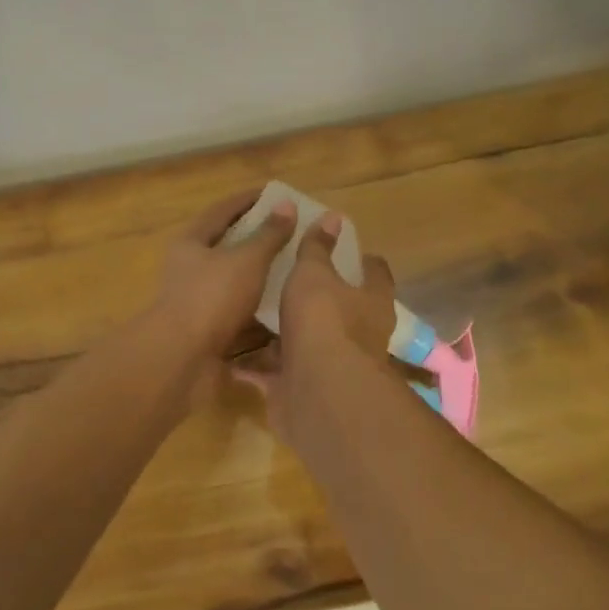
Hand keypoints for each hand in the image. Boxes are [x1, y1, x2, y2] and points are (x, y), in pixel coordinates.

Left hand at [152, 188, 296, 362]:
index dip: (247, 200)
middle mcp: (190, 268)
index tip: (274, 193)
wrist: (181, 359)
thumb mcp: (246, 260)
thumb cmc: (212, 297)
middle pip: (226, 245)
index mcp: (191, 243)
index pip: (222, 211)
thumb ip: (269, 234)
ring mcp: (197, 301)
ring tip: (293, 267)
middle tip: (288, 230)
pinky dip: (258, 307)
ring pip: (233, 281)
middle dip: (256, 238)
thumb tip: (286, 204)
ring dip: (259, 274)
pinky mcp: (207, 330)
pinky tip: (284, 305)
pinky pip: (238, 312)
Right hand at [238, 213, 396, 441]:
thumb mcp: (315, 274)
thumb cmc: (324, 321)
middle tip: (288, 278)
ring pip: (306, 344)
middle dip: (318, 299)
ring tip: (255, 313)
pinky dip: (257, 367)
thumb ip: (317, 248)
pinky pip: (275, 374)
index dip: (362, 260)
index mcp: (371, 302)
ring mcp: (330, 366)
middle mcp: (358, 336)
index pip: (375, 273)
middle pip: (341, 311)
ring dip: (285, 335)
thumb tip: (334, 217)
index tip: (343, 248)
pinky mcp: (301, 390)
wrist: (318, 392)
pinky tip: (232, 355)